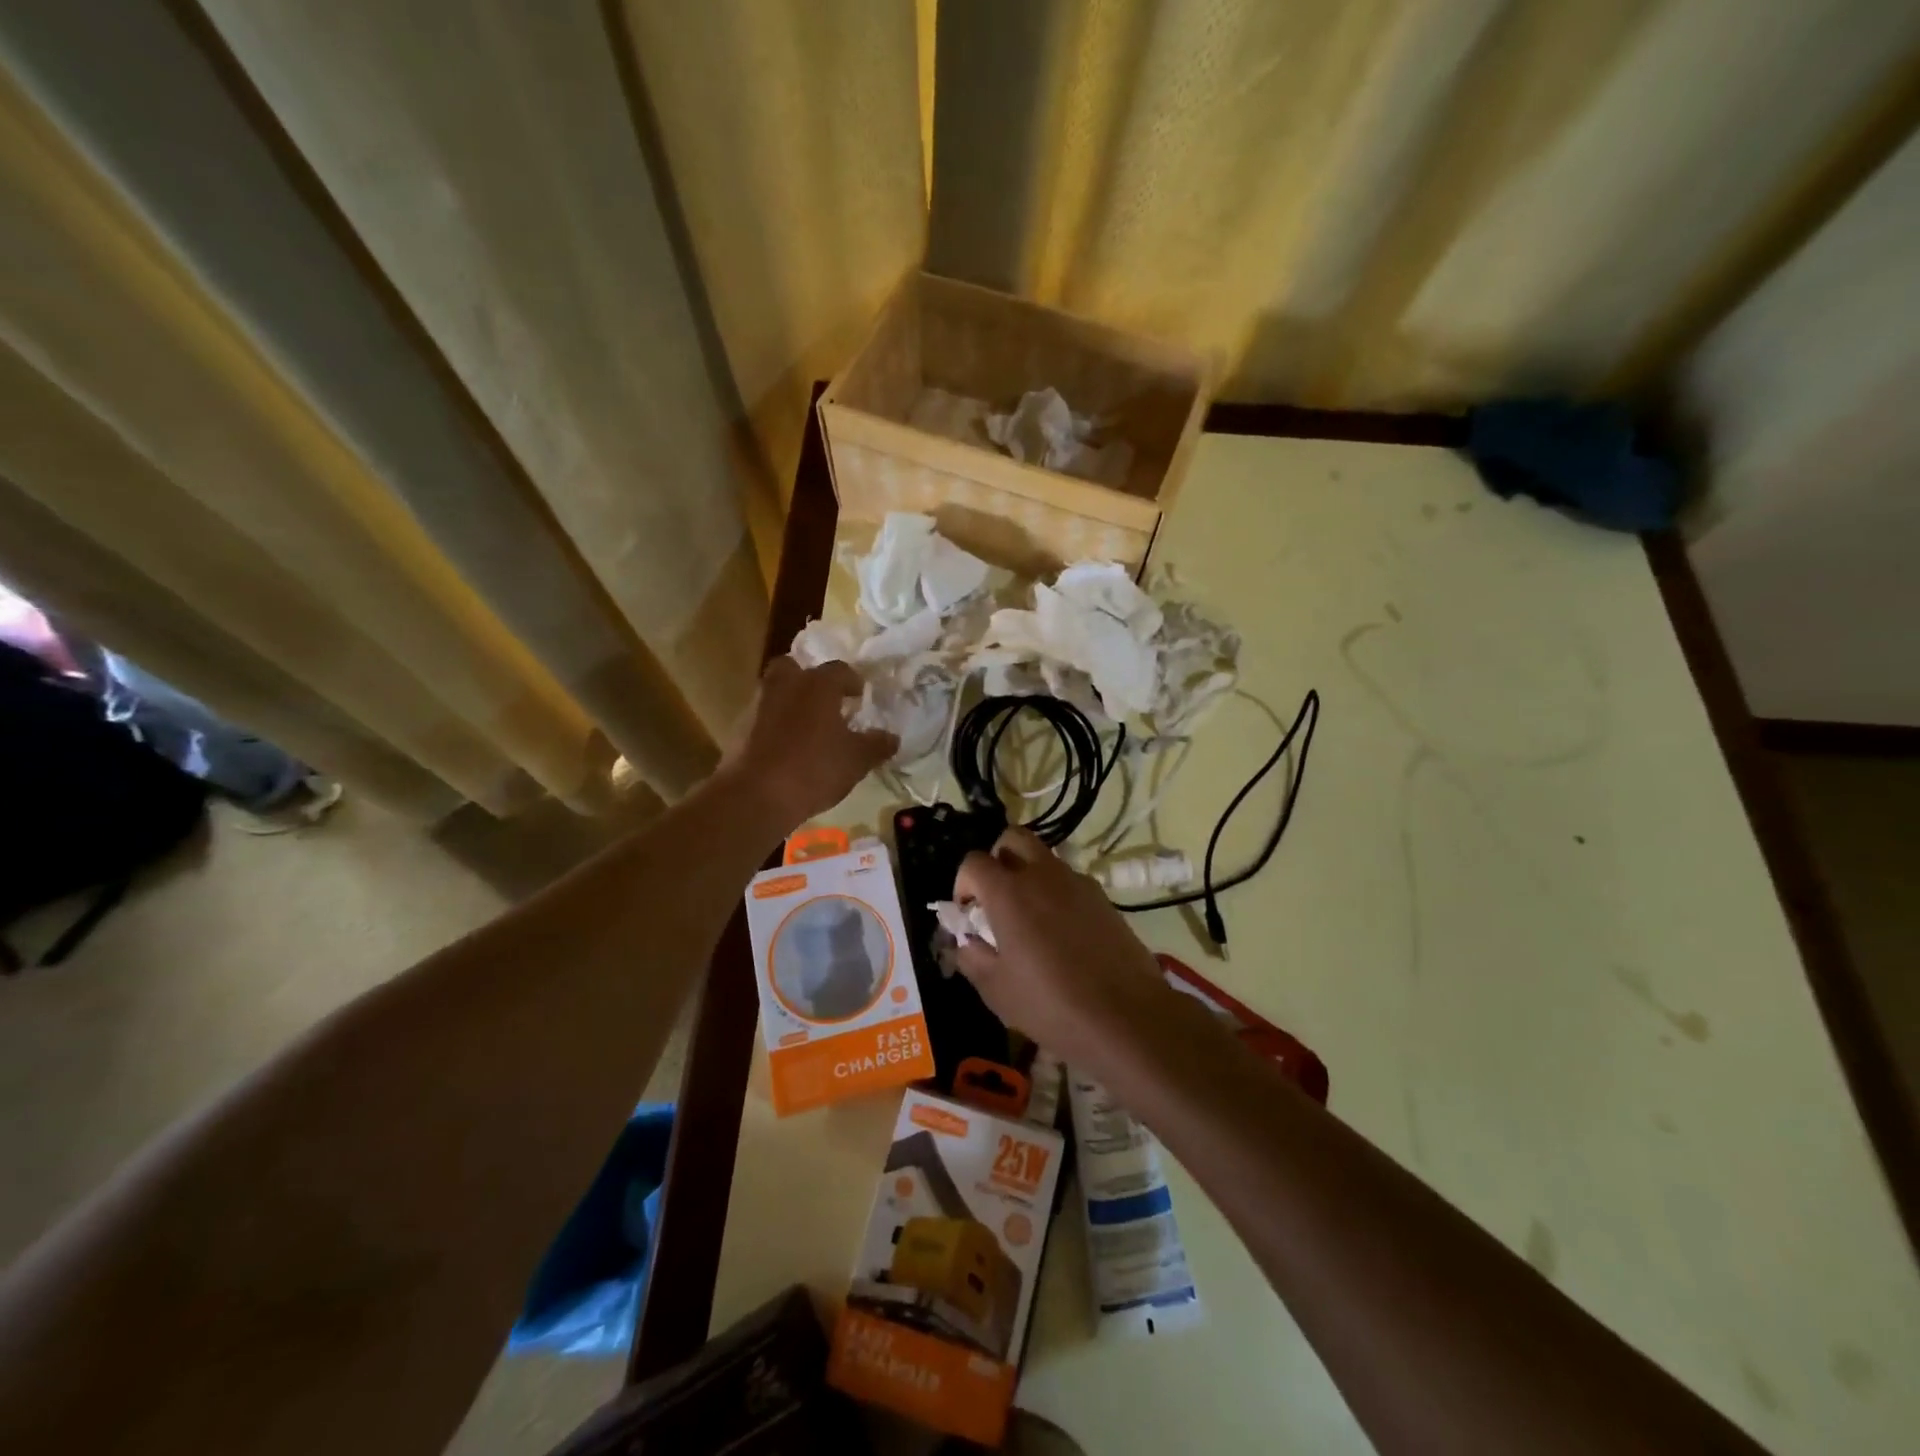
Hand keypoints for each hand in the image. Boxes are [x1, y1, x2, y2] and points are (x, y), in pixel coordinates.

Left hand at [722, 658, 896, 829]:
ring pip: (775, 692)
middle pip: (795, 668)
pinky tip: (786, 750)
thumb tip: (892, 737)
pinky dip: (774, 727)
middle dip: (809, 681)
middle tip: (825, 702)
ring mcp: (757, 705)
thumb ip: (876, 745)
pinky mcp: (738, 729)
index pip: (839, 670)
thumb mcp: (856, 760)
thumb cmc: (813, 769)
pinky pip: (762, 718)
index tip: (860, 696)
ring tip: (807, 730)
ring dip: (790, 704)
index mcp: (817, 684)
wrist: (754, 796)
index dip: (852, 682)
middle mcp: (784, 685)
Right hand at [952, 829, 1174, 1072]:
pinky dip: (1057, 894)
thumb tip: (967, 941)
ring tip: (1030, 919)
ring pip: (1044, 858)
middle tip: (996, 898)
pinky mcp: (1103, 898)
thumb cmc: (1051, 1004)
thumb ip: (972, 957)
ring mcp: (1077, 882)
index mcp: (1008, 892)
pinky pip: (1070, 881)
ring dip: (1029, 875)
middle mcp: (1042, 875)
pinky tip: (1062, 934)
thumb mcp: (996, 990)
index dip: (963, 883)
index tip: (968, 913)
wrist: (1126, 1016)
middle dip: (997, 859)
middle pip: (1012, 838)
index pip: (974, 862)